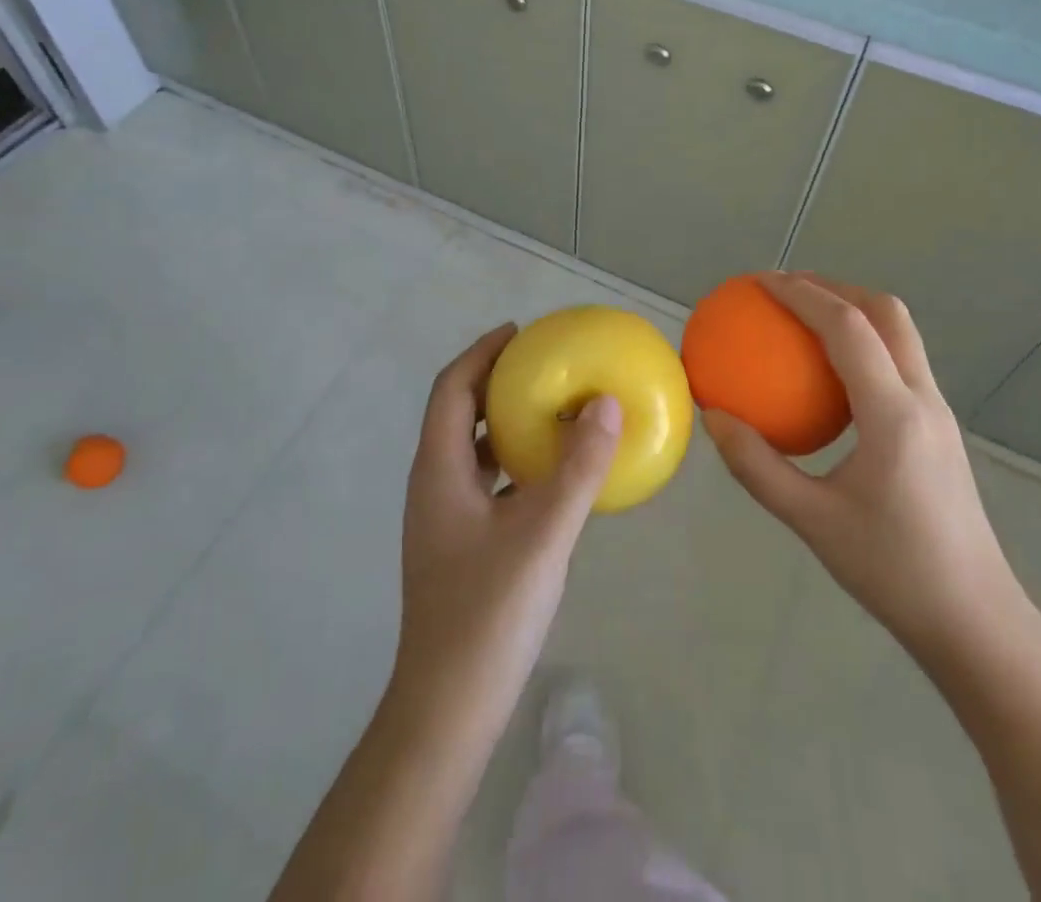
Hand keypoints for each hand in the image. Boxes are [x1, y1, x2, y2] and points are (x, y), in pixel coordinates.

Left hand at [392, 324, 621, 715]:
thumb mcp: (542, 533)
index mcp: (438, 470)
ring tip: (552, 410)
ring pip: (472, 450)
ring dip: (505, 423)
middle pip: (458, 412)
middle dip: (495, 381)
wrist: (448, 709)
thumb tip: (607, 403)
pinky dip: (514, 463)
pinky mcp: (460, 546)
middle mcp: (434, 485)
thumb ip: (577, 468)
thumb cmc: (487, 612)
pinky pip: (486, 482)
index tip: (520, 332)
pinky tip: (551, 477)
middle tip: (543, 365)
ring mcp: (444, 519)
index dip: (481, 352)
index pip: (451, 388)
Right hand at [703, 274, 1028, 665]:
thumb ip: (756, 466)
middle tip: (783, 290)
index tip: (759, 282)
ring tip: (804, 317)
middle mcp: (923, 398)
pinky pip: (900, 362)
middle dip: (834, 286)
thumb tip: (712, 417)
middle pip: (886, 312)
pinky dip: (863, 343)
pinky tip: (829, 374)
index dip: (802, 293)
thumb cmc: (893, 571)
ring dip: (853, 309)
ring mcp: (939, 412)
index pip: (847, 327)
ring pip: (900, 333)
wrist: (977, 622)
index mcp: (893, 414)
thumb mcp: (811, 521)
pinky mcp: (940, 428)